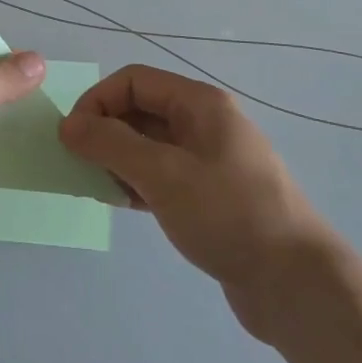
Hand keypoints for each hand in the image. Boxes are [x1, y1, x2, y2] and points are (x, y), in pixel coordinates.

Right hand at [59, 65, 334, 336]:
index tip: (72, 139)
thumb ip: (111, 144)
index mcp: (200, 104)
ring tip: (98, 189)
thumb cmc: (227, 214)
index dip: (97, 102)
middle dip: (105, 132)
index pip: (134, 81)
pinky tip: (124, 205)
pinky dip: (137, 182)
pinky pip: (163, 175)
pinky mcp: (210, 194)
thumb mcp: (163, 174)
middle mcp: (205, 123)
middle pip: (141, 110)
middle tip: (79, 167)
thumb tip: (68, 125)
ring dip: (118, 160)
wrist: (293, 281)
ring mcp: (209, 160)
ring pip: (149, 145)